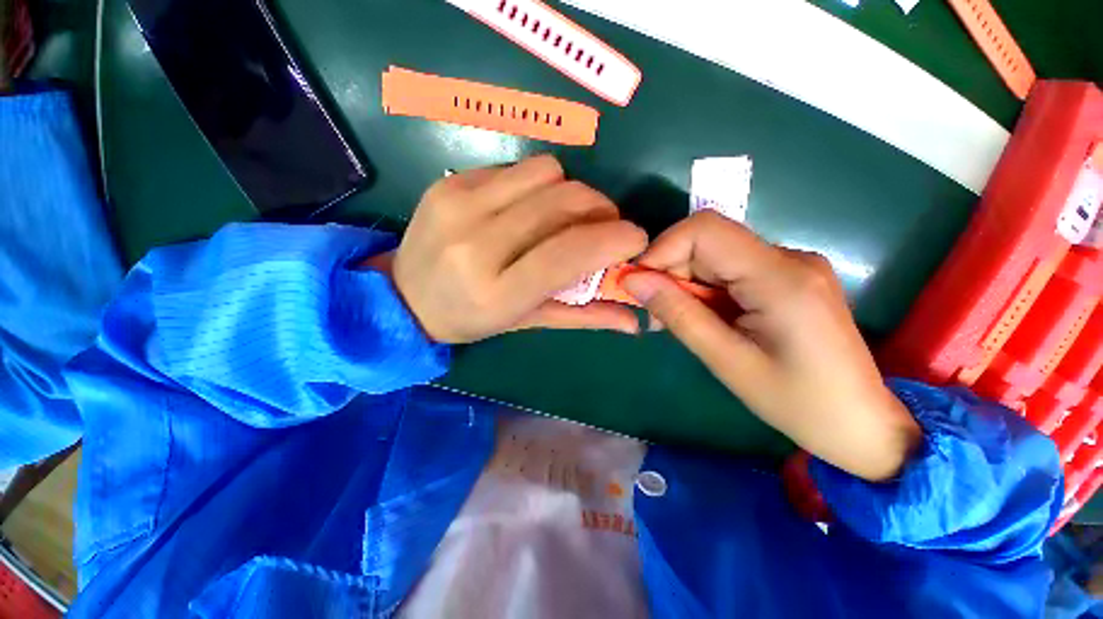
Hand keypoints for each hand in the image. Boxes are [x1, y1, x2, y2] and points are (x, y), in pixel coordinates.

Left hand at [388, 156, 647, 343]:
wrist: (403, 296)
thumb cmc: (470, 318)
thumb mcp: (526, 323)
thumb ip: (582, 316)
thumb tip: (635, 321)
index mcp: (497, 290)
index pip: (567, 252)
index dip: (613, 239)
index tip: (636, 238)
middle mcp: (476, 243)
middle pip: (563, 201)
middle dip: (600, 210)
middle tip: (603, 227)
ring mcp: (459, 204)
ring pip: (546, 173)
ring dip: (569, 194)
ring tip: (563, 219)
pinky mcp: (450, 181)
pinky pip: (517, 169)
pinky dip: (537, 186)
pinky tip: (527, 209)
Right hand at [621, 212, 919, 481]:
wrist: (861, 423)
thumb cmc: (797, 402)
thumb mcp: (726, 360)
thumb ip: (678, 314)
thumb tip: (633, 280)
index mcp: (781, 277)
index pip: (705, 229)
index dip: (662, 249)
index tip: (638, 284)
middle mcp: (789, 257)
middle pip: (708, 241)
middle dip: (671, 270)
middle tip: (656, 313)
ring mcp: (792, 265)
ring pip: (716, 254)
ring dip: (686, 282)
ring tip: (679, 320)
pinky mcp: (789, 277)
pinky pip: (731, 269)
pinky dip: (705, 288)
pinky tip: (705, 317)